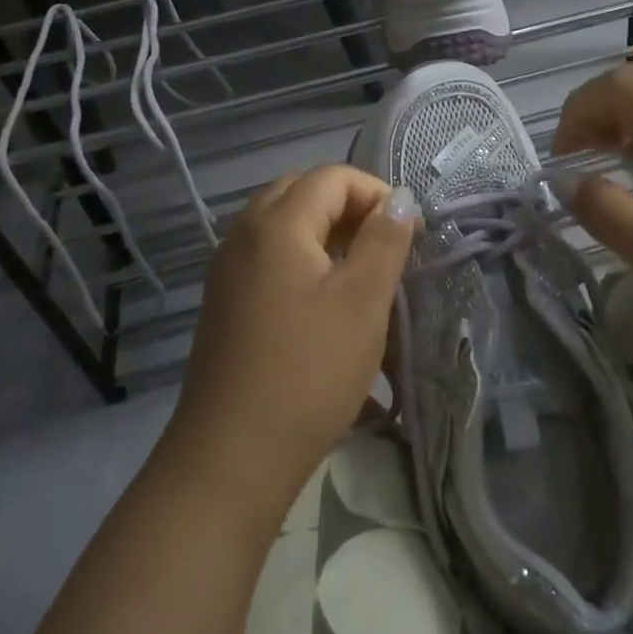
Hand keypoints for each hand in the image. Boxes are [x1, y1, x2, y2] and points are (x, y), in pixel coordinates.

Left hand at [166, 166, 419, 515]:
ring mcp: (228, 268)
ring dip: (324, 231)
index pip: (331, 177)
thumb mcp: (362, 302)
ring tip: (359, 271)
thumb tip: (399, 198)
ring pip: (282, 223)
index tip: (408, 232)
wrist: (231, 456)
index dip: (375, 193)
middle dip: (348, 206)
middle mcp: (244, 234)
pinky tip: (323, 299)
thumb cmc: (308, 373)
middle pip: (301, 191)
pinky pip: (267, 254)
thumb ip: (384, 240)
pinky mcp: (224, 300)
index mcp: (276, 224)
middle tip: (382, 244)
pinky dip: (301, 256)